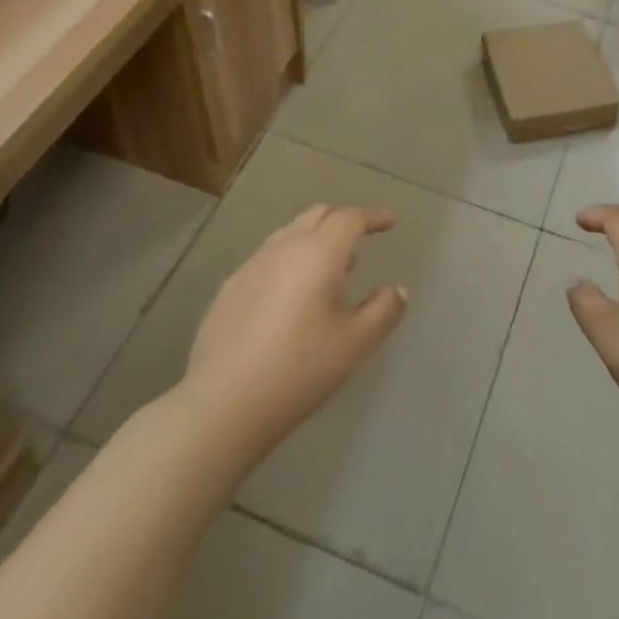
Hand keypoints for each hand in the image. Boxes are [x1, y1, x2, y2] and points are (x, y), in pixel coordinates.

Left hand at [182, 205, 407, 455]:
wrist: (222, 404)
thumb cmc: (298, 370)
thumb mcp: (355, 345)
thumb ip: (383, 311)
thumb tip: (397, 290)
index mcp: (318, 253)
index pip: (350, 218)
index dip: (374, 216)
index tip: (390, 222)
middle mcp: (284, 247)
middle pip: (318, 215)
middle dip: (344, 219)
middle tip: (362, 237)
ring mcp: (252, 265)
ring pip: (291, 233)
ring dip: (316, 238)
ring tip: (331, 267)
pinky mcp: (231, 287)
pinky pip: (269, 256)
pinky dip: (291, 258)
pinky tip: (292, 294)